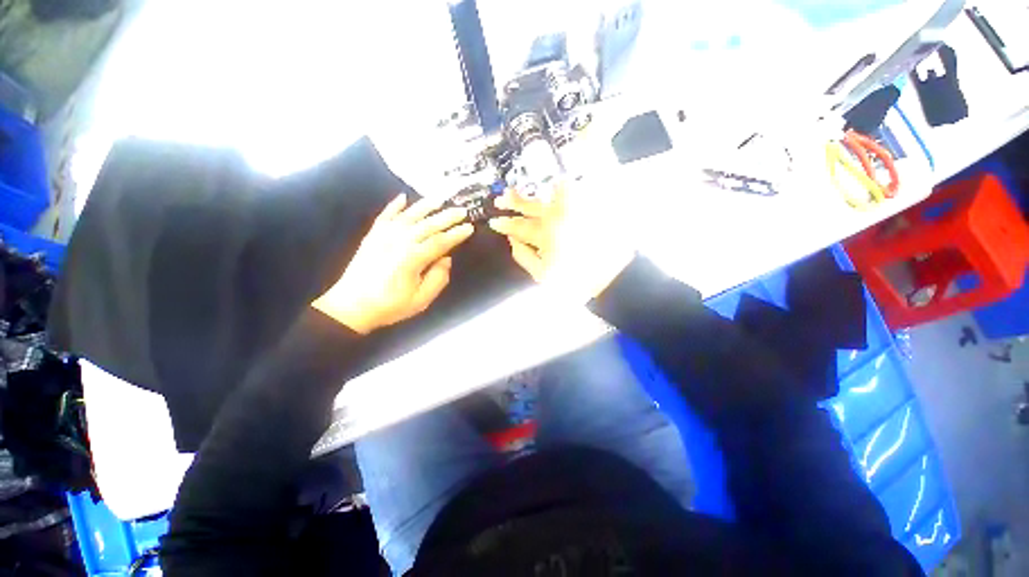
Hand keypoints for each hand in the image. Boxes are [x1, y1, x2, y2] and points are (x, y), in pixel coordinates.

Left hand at [313, 194, 473, 333]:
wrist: (351, 306)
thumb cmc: (390, 305)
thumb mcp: (421, 300)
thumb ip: (438, 279)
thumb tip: (446, 259)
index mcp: (413, 258)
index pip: (440, 241)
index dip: (456, 234)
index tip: (469, 227)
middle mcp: (399, 241)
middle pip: (428, 224)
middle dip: (447, 216)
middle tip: (462, 210)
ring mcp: (383, 236)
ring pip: (408, 216)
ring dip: (425, 206)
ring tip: (440, 199)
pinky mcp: (372, 236)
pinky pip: (385, 215)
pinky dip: (394, 205)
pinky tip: (403, 197)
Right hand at [488, 182, 634, 300]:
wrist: (609, 274)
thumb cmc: (573, 278)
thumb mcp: (542, 275)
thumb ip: (524, 256)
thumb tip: (511, 240)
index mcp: (544, 235)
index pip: (518, 226)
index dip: (504, 224)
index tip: (494, 222)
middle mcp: (556, 217)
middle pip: (530, 205)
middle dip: (513, 201)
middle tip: (501, 199)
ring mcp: (573, 209)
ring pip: (549, 191)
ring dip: (535, 189)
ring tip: (525, 187)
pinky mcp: (587, 205)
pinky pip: (573, 189)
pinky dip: (561, 184)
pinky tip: (553, 184)